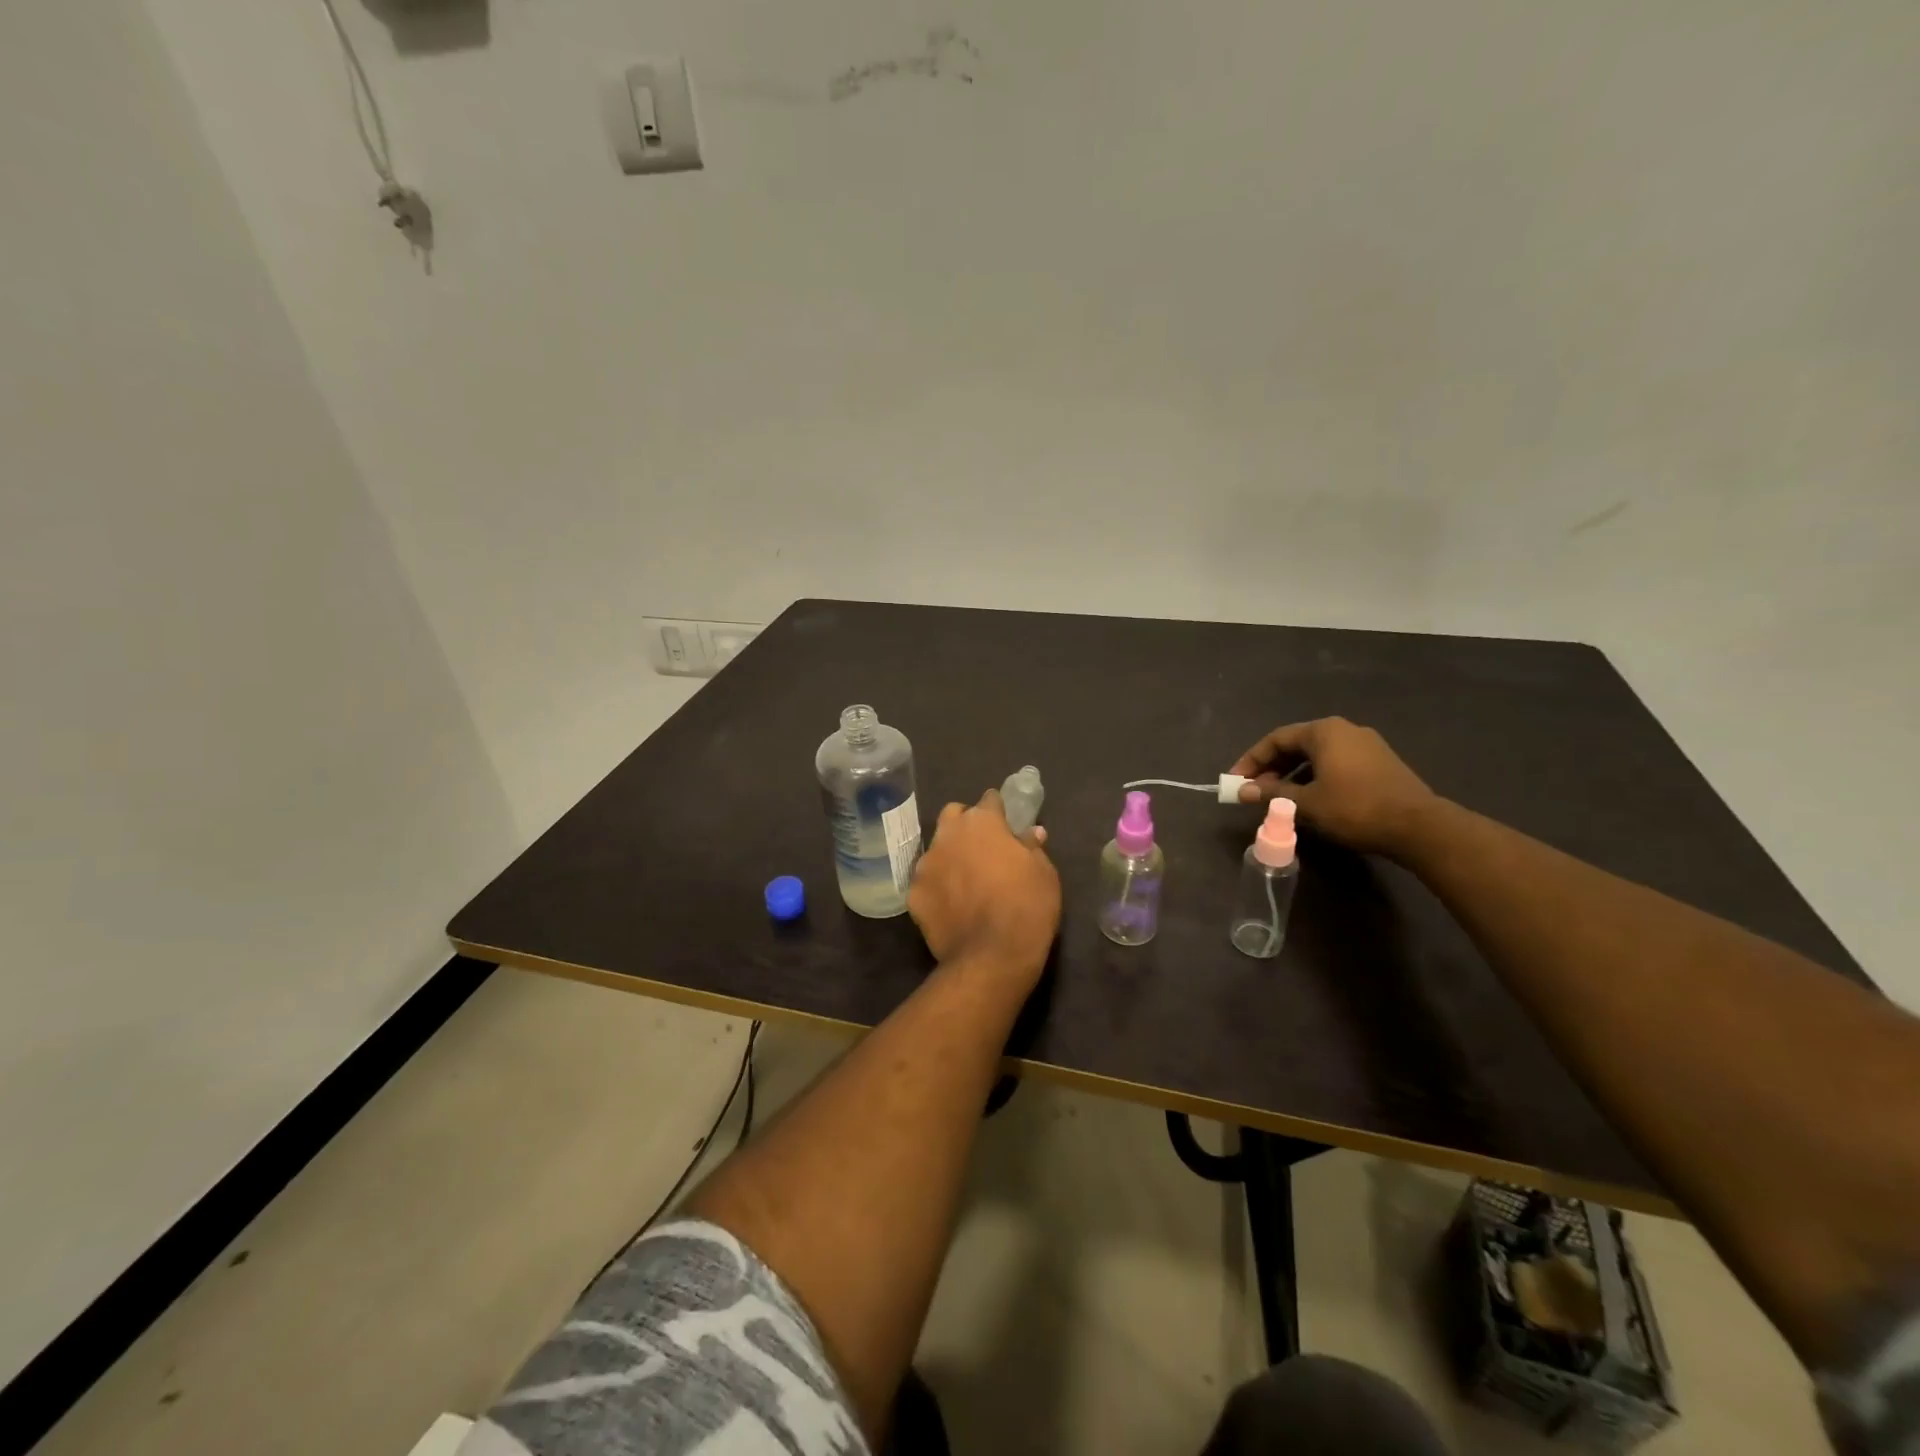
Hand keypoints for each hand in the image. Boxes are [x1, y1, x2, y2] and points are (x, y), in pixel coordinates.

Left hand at [909, 788, 1060, 983]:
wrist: (990, 958)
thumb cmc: (1027, 908)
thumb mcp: (1045, 874)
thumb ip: (1033, 847)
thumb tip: (1030, 833)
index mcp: (982, 822)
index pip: (989, 799)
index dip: (999, 810)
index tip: (1007, 824)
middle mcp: (948, 834)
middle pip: (954, 815)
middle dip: (966, 824)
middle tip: (984, 847)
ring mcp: (926, 864)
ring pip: (937, 848)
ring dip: (950, 855)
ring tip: (965, 880)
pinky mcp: (912, 893)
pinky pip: (926, 881)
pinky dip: (937, 887)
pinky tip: (951, 905)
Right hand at [1230, 717, 1437, 855]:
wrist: (1418, 827)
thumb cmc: (1354, 808)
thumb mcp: (1306, 803)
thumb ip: (1271, 794)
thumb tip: (1242, 791)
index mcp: (1324, 732)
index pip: (1276, 739)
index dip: (1251, 760)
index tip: (1236, 781)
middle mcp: (1344, 730)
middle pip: (1296, 745)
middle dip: (1271, 768)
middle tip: (1254, 791)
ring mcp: (1366, 745)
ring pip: (1316, 756)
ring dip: (1292, 775)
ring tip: (1278, 798)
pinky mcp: (1379, 763)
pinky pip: (1335, 763)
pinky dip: (1315, 777)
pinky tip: (1309, 799)